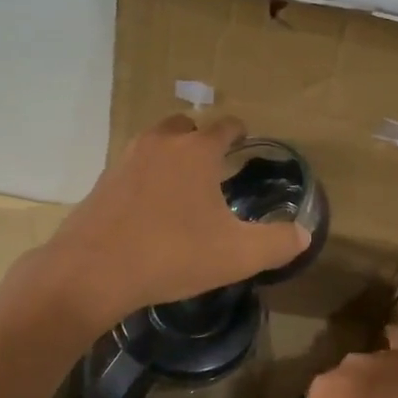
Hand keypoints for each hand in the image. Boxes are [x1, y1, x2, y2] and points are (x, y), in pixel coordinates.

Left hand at [35, 115, 310, 329]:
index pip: (226, 126)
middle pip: (187, 126)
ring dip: (172, 156)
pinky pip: (134, 168)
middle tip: (215, 167)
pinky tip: (152, 209)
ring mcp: (127, 159)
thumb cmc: (173, 255)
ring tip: (185, 188)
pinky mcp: (103, 182)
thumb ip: (277, 243)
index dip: (240, 134)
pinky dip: (148, 178)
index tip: (246, 145)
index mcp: (197, 150)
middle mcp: (161, 143)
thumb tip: (304, 235)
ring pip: (157, 144)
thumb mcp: (238, 255)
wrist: (93, 271)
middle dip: (202, 140)